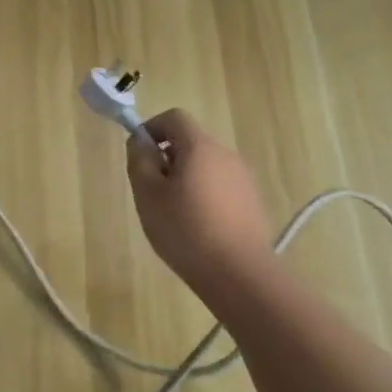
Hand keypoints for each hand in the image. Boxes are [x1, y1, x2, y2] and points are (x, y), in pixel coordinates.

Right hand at [126, 109, 275, 287]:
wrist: (238, 273)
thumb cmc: (185, 230)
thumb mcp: (148, 195)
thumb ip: (140, 161)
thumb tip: (140, 142)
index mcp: (200, 147)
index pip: (174, 117)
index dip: (152, 129)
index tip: (139, 155)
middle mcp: (226, 154)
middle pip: (191, 142)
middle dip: (167, 158)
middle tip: (152, 191)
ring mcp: (243, 178)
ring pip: (206, 166)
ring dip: (185, 178)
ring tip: (173, 214)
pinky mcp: (252, 201)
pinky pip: (220, 186)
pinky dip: (204, 195)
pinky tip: (197, 227)